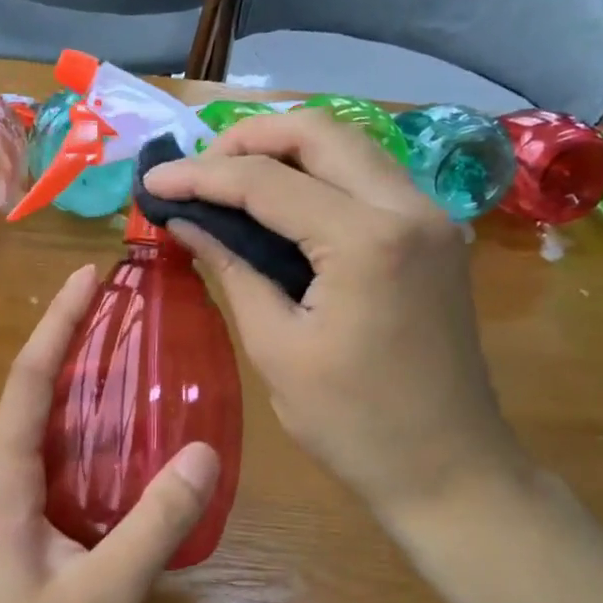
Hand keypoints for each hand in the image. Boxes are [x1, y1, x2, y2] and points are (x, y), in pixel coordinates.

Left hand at [0, 266, 219, 602]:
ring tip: (126, 354)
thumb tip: (204, 453)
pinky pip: (45, 456)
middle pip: (31, 390)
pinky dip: (77, 428)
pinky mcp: (9, 525)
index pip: (28, 379)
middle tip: (123, 307)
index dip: (59, 324)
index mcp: (1, 478)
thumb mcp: (102, 596)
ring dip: (74, 383)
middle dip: (70, 341)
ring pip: (38, 423)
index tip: (87, 276)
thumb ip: (155, 525)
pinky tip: (117, 437)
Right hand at [143, 111, 529, 521]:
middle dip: (247, 138)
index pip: (266, 181)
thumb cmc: (355, 425)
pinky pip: (369, 175)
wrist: (451, 471)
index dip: (200, 175)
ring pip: (349, 144)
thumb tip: (184, 220)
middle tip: (197, 169)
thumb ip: (231, 268)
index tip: (152, 180)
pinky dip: (319, 172)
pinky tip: (281, 200)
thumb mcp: (277, 348)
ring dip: (285, 148)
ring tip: (229, 177)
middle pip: (319, 131)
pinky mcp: (435, 234)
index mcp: (366, 241)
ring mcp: (431, 216)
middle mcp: (408, 207)